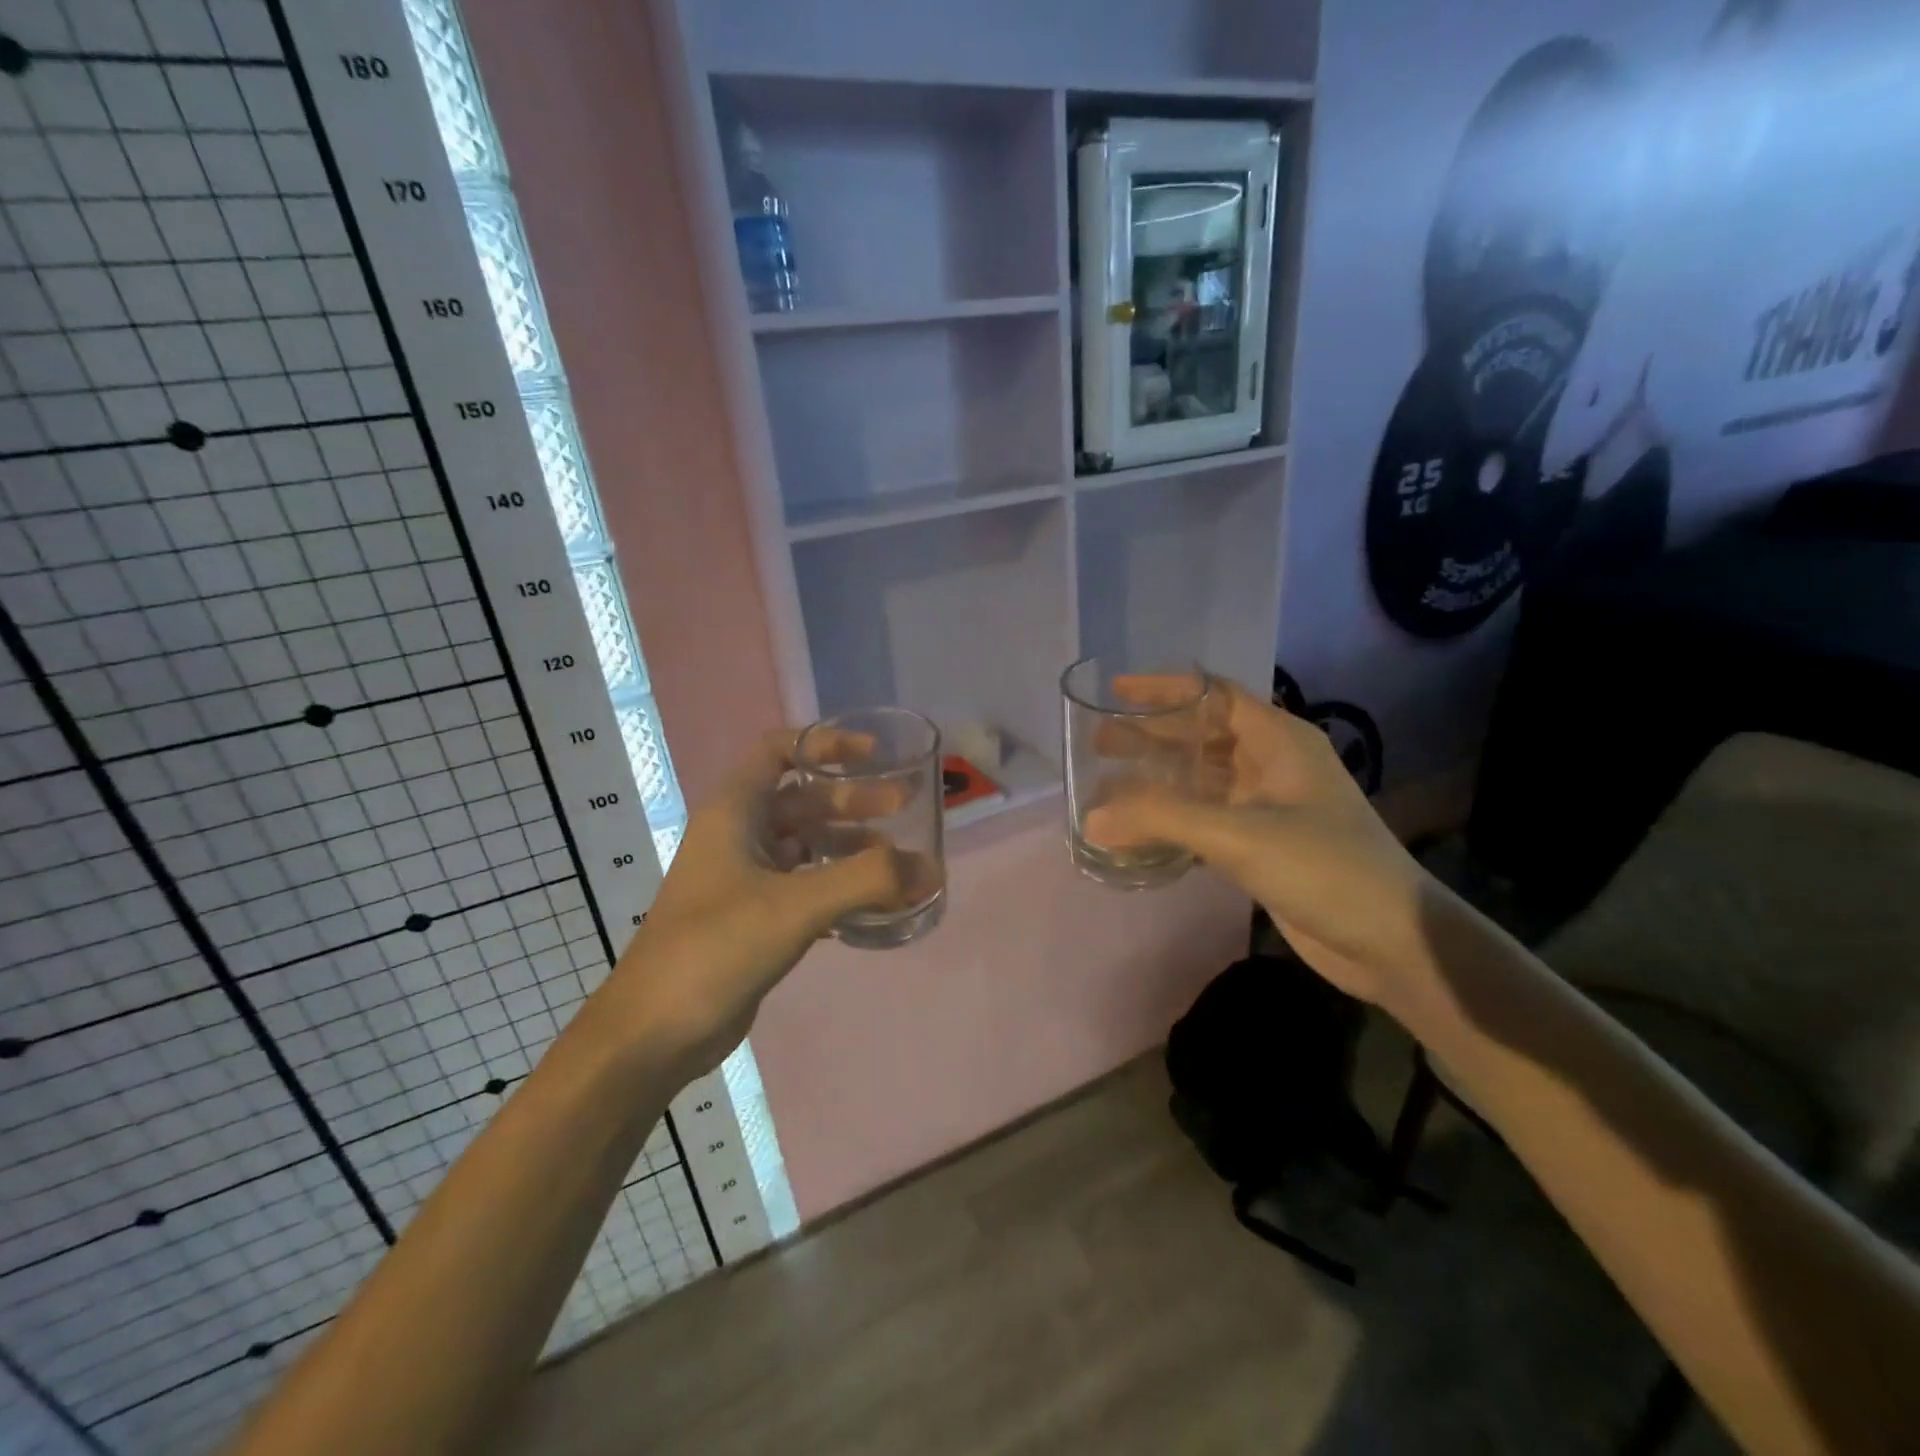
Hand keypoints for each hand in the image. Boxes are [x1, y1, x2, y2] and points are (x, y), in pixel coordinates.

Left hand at [595, 731, 908, 1078]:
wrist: (654, 1033)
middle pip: (802, 800)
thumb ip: (867, 881)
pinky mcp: (753, 918)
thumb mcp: (795, 905)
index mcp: (734, 813)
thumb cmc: (716, 948)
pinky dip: (838, 886)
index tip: (873, 755)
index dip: (824, 743)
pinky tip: (873, 904)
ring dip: (850, 847)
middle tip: (904, 807)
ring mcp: (744, 879)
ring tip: (898, 862)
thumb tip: (932, 868)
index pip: (778, 751)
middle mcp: (738, 837)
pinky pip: (804, 886)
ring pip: (806, 845)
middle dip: (853, 800)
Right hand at [1083, 676, 1433, 1005]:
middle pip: (1202, 735)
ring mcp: (1269, 806)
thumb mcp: (1241, 835)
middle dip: (1151, 735)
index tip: (1114, 692)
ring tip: (1108, 781)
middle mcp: (1273, 764)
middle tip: (1098, 741)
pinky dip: (1173, 817)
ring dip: (1158, 778)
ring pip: (1202, 778)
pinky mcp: (1263, 844)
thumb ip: (1162, 820)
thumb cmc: (1326, 868)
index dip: (1164, 689)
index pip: (1213, 695)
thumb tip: (1090, 818)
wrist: (1393, 940)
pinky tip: (1140, 828)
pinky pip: (1207, 817)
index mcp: (1279, 740)